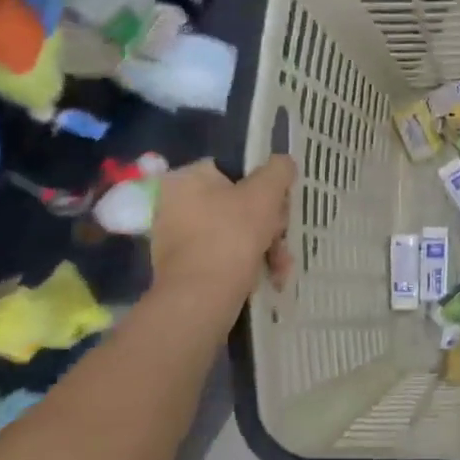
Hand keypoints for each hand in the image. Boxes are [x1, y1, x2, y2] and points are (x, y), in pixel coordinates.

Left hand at [147, 157, 295, 315]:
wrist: (202, 297)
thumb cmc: (233, 235)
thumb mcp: (266, 194)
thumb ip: (279, 171)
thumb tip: (284, 163)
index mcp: (186, 178)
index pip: (235, 170)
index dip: (266, 187)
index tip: (282, 206)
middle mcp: (175, 203)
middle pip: (238, 203)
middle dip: (269, 224)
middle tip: (283, 238)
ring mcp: (177, 237)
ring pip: (235, 232)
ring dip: (266, 246)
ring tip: (281, 266)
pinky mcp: (184, 267)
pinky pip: (223, 255)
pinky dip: (247, 263)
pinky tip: (269, 277)